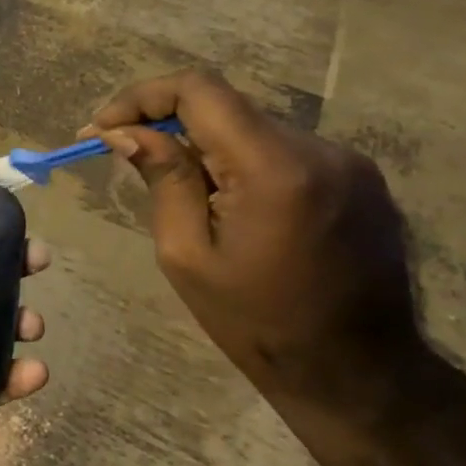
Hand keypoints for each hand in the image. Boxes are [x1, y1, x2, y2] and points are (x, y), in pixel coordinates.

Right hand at [85, 69, 423, 420]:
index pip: (199, 89)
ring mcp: (348, 161)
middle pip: (224, 106)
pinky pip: (282, 149)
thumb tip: (123, 131)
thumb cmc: (259, 324)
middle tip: (125, 156)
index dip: (141, 97)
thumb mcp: (187, 255)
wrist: (361, 376)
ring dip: (205, 145)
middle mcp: (319, 149)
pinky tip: (230, 204)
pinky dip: (242, 161)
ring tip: (180, 192)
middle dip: (167, 124)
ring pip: (251, 127)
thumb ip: (162, 179)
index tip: (105, 128)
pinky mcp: (360, 178)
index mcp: (274, 168)